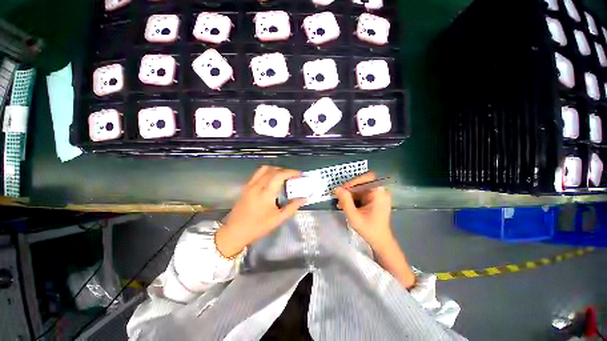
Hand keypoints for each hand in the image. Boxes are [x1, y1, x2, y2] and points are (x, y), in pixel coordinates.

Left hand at [215, 166, 305, 256]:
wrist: (235, 232)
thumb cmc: (258, 227)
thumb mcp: (278, 219)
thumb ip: (292, 207)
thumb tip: (304, 198)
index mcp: (265, 193)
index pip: (279, 175)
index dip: (291, 172)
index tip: (299, 174)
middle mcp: (257, 185)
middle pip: (273, 170)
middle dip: (285, 170)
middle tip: (294, 176)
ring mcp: (250, 185)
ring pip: (264, 169)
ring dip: (276, 169)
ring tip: (284, 176)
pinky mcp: (246, 187)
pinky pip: (258, 173)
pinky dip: (268, 172)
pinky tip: (272, 179)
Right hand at [334, 172, 393, 249]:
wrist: (380, 242)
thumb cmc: (369, 230)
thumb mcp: (354, 216)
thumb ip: (345, 201)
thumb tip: (337, 188)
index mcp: (379, 194)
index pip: (367, 178)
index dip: (354, 181)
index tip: (343, 189)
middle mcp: (380, 192)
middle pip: (362, 183)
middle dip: (350, 189)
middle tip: (339, 197)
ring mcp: (377, 196)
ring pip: (360, 188)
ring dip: (350, 195)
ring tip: (341, 203)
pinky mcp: (374, 200)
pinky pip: (361, 194)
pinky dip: (353, 198)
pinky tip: (346, 205)